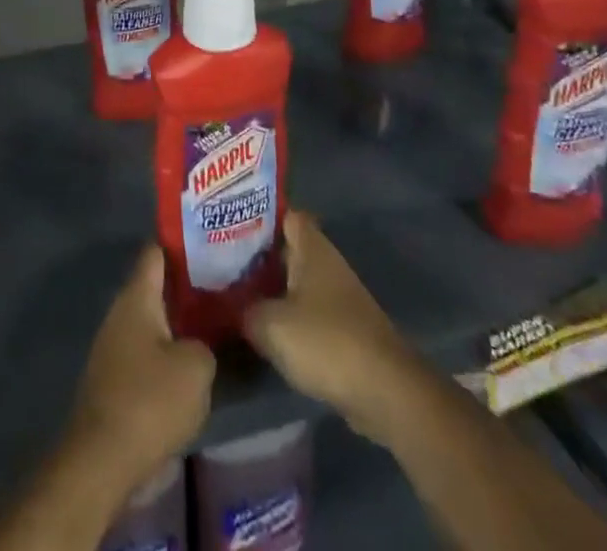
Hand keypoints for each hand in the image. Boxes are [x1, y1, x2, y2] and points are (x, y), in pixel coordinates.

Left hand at [64, 244, 215, 498]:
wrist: (102, 460)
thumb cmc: (149, 401)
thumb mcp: (196, 368)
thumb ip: (206, 343)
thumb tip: (201, 341)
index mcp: (137, 296)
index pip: (157, 252)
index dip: (183, 245)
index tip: (211, 244)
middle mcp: (120, 311)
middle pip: (155, 286)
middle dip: (186, 287)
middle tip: (223, 287)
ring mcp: (113, 345)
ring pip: (151, 320)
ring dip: (178, 322)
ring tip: (213, 325)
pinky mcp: (114, 377)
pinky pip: (145, 350)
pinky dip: (167, 351)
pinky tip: (190, 365)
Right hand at [242, 211, 419, 446]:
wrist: (386, 393)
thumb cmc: (326, 342)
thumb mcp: (270, 324)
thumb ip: (244, 310)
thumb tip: (227, 304)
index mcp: (312, 248)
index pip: (284, 214)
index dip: (258, 215)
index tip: (228, 221)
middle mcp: (327, 264)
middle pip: (287, 249)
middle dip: (257, 254)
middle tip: (220, 258)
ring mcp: (338, 298)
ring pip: (295, 282)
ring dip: (270, 288)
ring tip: (233, 292)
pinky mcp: (344, 330)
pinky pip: (306, 312)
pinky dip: (286, 317)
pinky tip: (262, 328)